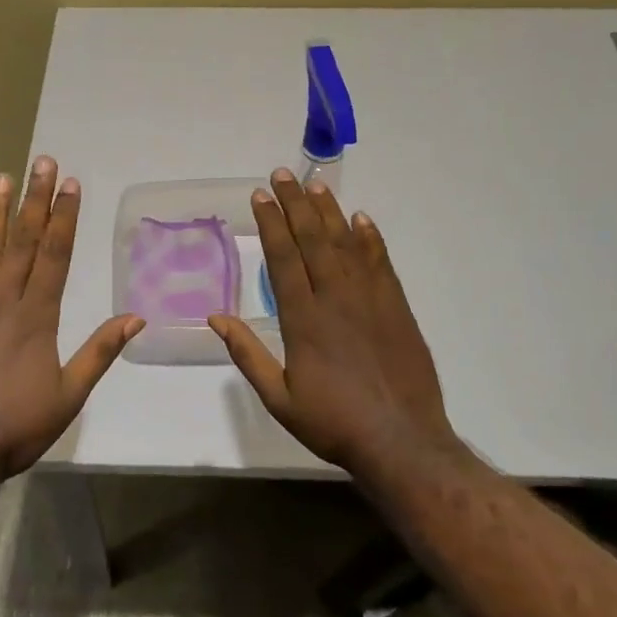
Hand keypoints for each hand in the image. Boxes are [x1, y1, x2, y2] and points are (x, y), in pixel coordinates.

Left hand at [0, 157, 142, 476]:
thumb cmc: (13, 427)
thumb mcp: (68, 396)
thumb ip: (99, 352)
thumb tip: (136, 317)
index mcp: (36, 316)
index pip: (54, 254)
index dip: (63, 217)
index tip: (70, 184)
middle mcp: (1, 299)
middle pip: (22, 241)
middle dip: (35, 200)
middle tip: (43, 161)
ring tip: (3, 176)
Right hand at [208, 170, 456, 474]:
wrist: (401, 440)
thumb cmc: (333, 422)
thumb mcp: (279, 398)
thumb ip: (248, 354)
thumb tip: (216, 318)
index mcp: (303, 319)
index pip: (283, 258)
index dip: (270, 224)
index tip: (259, 196)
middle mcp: (336, 298)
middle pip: (313, 240)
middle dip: (294, 205)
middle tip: (281, 175)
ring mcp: (370, 299)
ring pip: (346, 244)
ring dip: (329, 212)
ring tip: (314, 186)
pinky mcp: (396, 307)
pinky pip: (380, 262)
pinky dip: (370, 238)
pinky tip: (361, 219)